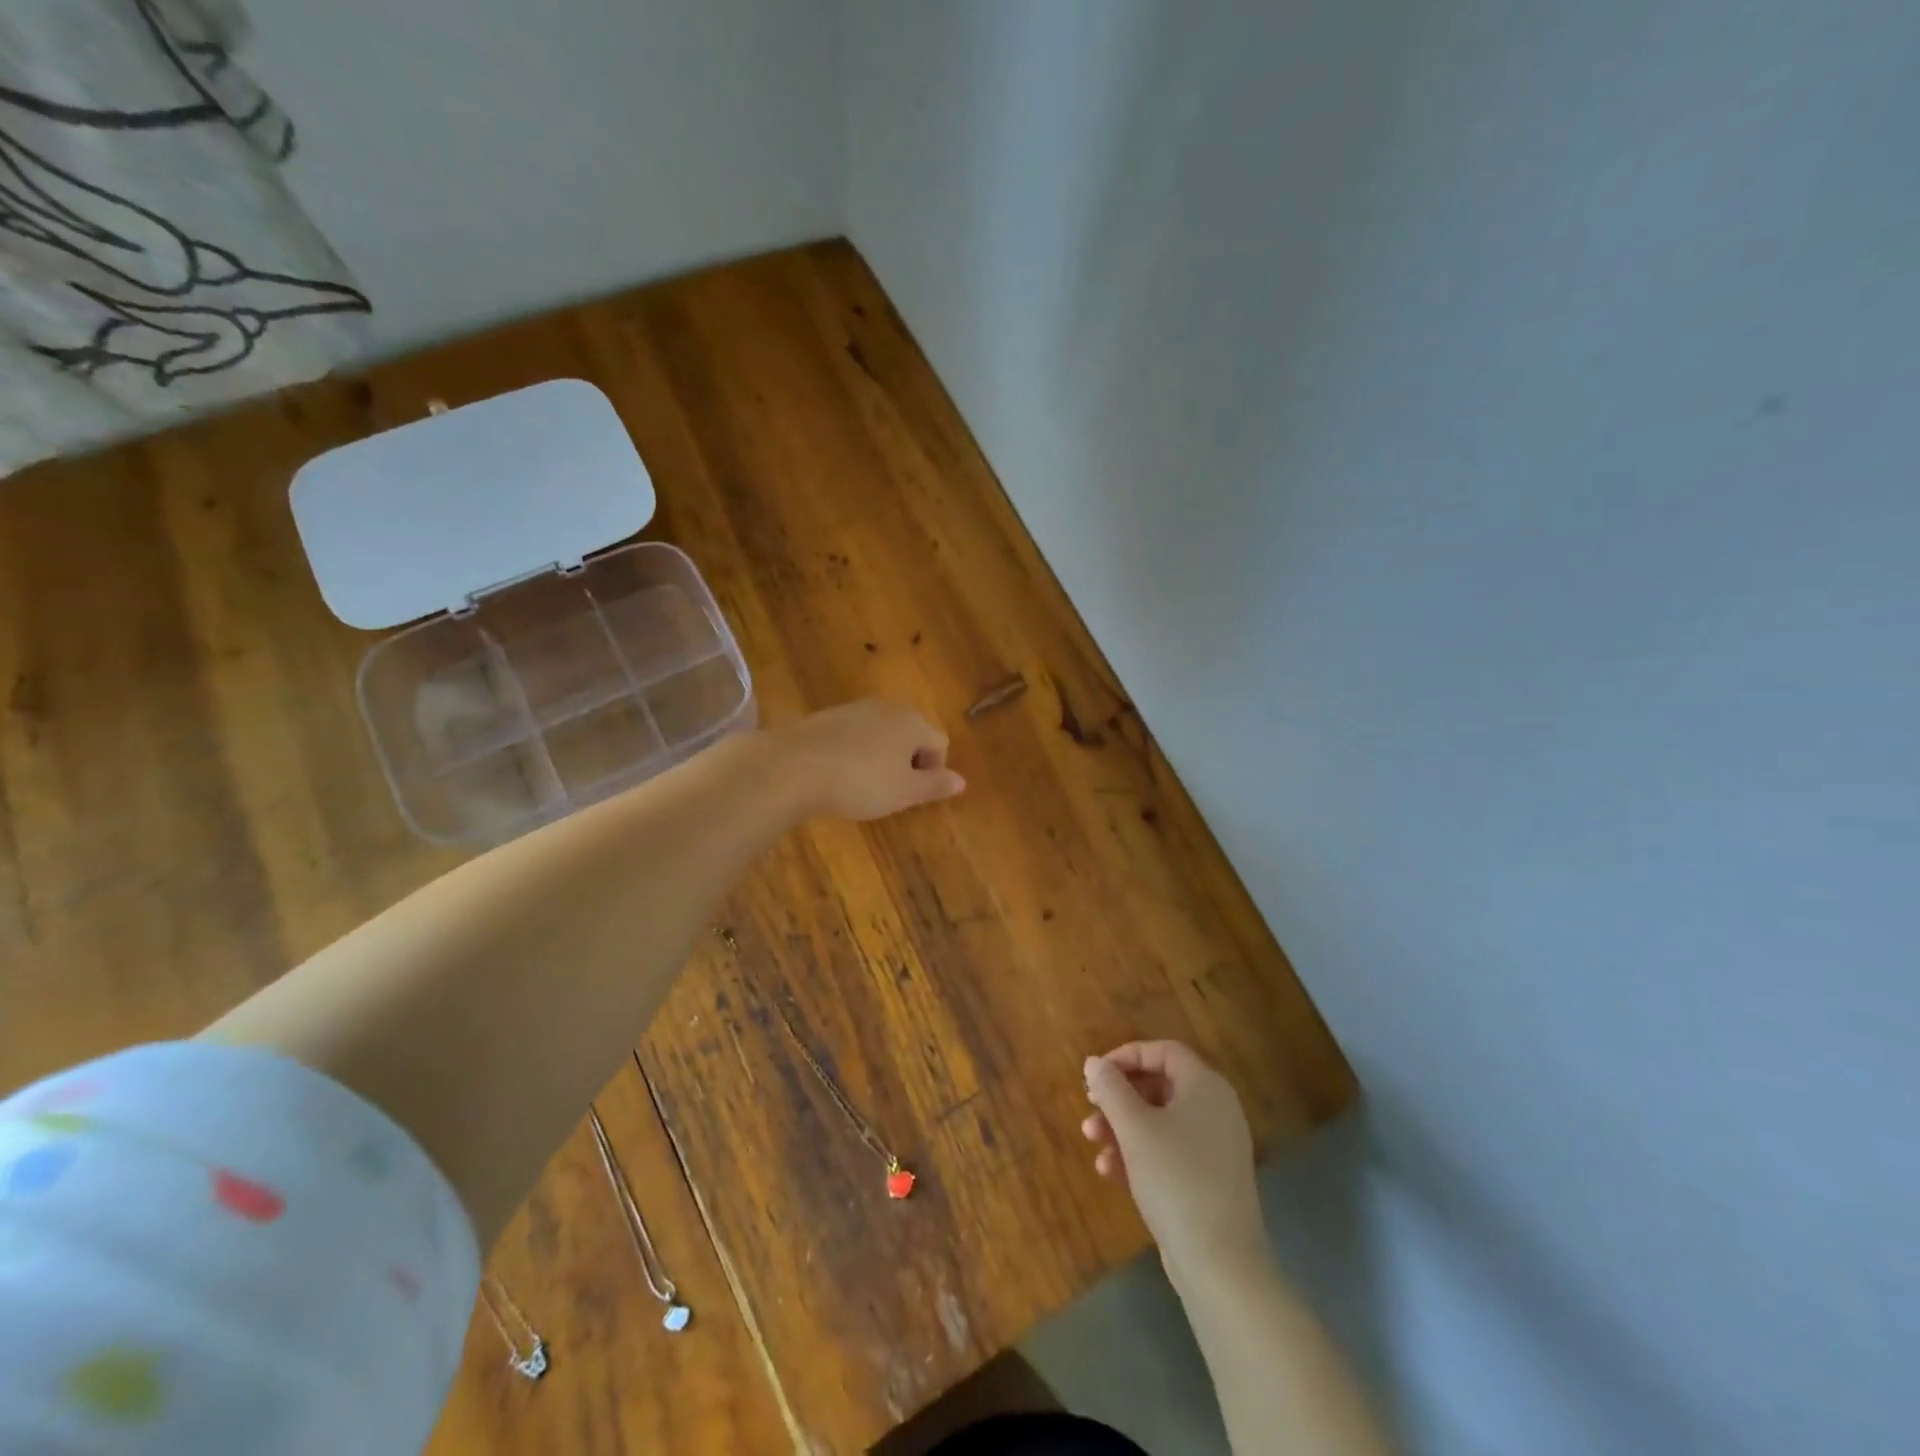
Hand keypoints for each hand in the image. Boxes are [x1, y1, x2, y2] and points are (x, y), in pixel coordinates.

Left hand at [767, 699, 965, 820]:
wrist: (791, 766)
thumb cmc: (859, 782)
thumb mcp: (903, 792)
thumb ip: (935, 785)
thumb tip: (961, 781)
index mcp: (913, 722)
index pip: (940, 744)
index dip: (932, 773)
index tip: (911, 795)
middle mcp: (888, 707)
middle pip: (911, 735)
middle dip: (907, 763)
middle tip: (890, 792)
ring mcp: (855, 708)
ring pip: (882, 734)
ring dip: (880, 758)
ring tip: (861, 785)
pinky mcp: (826, 716)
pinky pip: (854, 735)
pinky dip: (854, 753)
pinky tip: (838, 774)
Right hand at [1082, 1041, 1267, 1286]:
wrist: (1221, 1264)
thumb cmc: (1175, 1180)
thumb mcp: (1134, 1128)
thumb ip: (1111, 1088)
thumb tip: (1094, 1062)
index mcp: (1205, 1087)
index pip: (1163, 1051)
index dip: (1126, 1055)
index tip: (1095, 1073)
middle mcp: (1215, 1109)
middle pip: (1159, 1085)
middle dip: (1119, 1096)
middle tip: (1090, 1106)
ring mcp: (1214, 1146)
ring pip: (1160, 1120)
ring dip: (1122, 1126)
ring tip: (1092, 1141)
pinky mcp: (1208, 1179)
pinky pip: (1169, 1151)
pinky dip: (1139, 1153)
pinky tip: (1109, 1170)